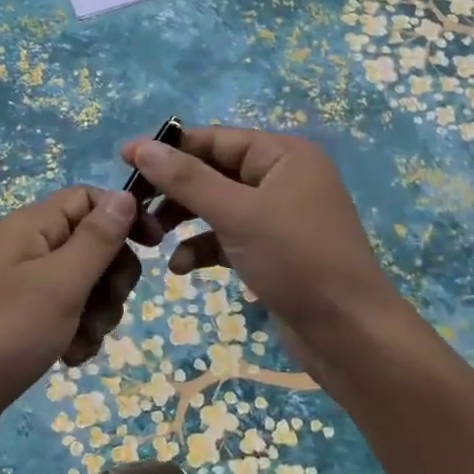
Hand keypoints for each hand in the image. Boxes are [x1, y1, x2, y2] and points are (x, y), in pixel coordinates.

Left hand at [0, 185, 141, 418]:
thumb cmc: (7, 333)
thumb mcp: (61, 283)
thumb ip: (97, 238)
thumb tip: (124, 195)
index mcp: (30, 226)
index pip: (88, 199)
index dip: (123, 217)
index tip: (155, 247)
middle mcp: (27, 248)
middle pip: (92, 243)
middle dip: (111, 278)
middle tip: (108, 307)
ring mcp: (23, 285)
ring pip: (85, 284)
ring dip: (96, 313)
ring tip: (82, 341)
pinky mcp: (23, 319)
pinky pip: (66, 314)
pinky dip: (76, 333)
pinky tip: (70, 358)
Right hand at [120, 126, 398, 348]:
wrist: (350, 334)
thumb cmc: (298, 261)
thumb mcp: (238, 214)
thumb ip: (188, 179)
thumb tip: (140, 147)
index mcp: (284, 155)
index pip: (215, 139)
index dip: (168, 148)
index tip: (123, 160)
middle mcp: (282, 178)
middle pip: (213, 172)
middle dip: (174, 191)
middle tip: (134, 208)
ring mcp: (277, 216)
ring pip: (216, 206)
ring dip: (183, 221)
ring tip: (149, 238)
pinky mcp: (271, 250)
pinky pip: (227, 237)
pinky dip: (203, 248)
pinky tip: (181, 268)